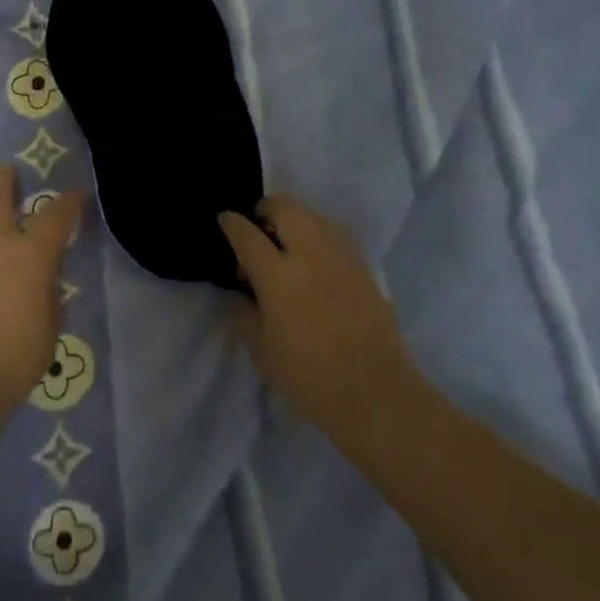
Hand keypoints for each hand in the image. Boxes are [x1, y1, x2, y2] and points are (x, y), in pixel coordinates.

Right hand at [219, 195, 421, 441]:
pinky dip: (320, 234)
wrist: (374, 392)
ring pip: (315, 216)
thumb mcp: (262, 350)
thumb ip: (244, 316)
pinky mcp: (364, 270)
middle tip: (258, 222)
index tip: (225, 219)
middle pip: (286, 208)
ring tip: (288, 238)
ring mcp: (341, 258)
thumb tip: (239, 298)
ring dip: (296, 217)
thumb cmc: (308, 374)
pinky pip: (337, 235)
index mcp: (277, 274)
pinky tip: (316, 257)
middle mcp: (309, 255)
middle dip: (266, 208)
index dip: (232, 223)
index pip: (247, 235)